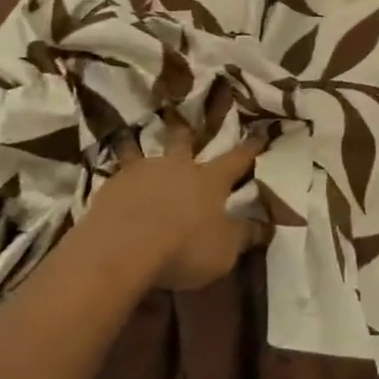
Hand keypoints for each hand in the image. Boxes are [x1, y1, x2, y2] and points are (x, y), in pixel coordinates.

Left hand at [81, 117, 268, 289]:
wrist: (121, 248)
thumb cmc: (184, 248)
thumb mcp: (225, 251)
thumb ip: (245, 235)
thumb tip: (268, 225)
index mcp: (210, 179)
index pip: (237, 159)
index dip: (250, 148)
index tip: (260, 134)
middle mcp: (178, 167)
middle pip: (185, 143)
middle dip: (189, 135)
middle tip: (187, 127)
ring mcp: (142, 172)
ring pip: (145, 154)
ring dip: (145, 152)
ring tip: (137, 145)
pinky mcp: (111, 186)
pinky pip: (119, 176)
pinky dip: (122, 180)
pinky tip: (118, 189)